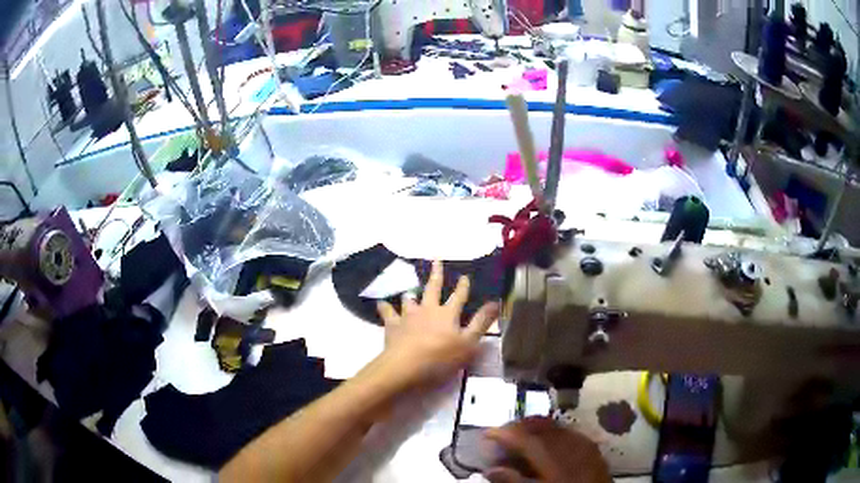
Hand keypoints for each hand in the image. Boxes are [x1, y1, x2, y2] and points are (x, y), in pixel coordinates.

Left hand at [376, 260, 498, 387]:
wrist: (405, 366)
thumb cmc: (441, 358)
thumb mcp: (468, 344)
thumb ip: (481, 323)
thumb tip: (495, 303)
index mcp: (447, 314)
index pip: (459, 296)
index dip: (463, 286)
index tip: (465, 276)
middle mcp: (427, 309)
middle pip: (432, 288)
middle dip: (436, 274)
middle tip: (436, 260)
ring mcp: (408, 316)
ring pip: (409, 300)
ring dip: (410, 295)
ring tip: (409, 292)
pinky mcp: (392, 325)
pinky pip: (387, 312)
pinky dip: (384, 307)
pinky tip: (381, 303)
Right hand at [484, 417, 610, 482]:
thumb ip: (512, 480)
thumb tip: (490, 469)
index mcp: (552, 454)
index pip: (522, 436)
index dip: (501, 433)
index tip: (485, 434)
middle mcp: (568, 441)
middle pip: (538, 425)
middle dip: (517, 428)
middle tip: (500, 437)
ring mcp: (582, 441)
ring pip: (553, 426)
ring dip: (534, 430)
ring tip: (520, 440)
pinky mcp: (591, 446)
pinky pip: (566, 432)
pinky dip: (551, 435)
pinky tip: (546, 445)